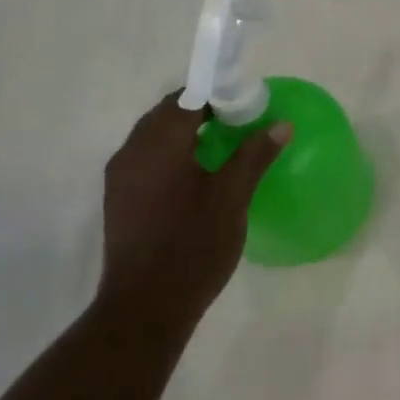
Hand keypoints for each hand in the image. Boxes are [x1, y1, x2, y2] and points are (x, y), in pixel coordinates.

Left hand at [98, 93, 290, 335]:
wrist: (145, 306)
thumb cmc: (194, 246)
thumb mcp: (233, 198)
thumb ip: (254, 155)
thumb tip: (280, 125)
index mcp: (160, 144)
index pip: (188, 97)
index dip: (219, 93)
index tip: (247, 104)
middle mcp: (132, 152)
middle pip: (167, 113)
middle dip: (203, 109)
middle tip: (240, 123)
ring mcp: (121, 176)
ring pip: (154, 135)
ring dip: (185, 131)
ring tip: (223, 146)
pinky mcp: (119, 198)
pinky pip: (146, 157)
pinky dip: (171, 152)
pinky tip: (197, 175)